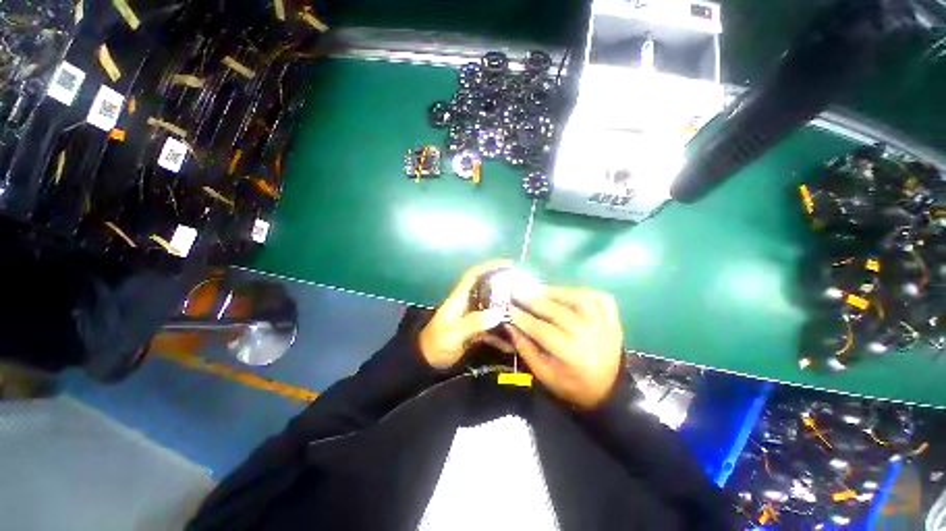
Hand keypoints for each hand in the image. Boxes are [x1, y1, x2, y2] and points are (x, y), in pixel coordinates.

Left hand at [419, 260, 514, 368]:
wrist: (427, 362)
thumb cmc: (437, 343)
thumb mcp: (453, 334)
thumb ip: (473, 323)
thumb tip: (497, 314)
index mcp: (460, 298)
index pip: (474, 275)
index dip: (489, 266)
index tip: (509, 264)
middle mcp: (467, 304)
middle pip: (487, 290)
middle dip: (504, 288)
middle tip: (524, 290)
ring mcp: (472, 317)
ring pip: (492, 309)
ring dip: (506, 312)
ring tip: (525, 315)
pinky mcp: (475, 330)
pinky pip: (491, 328)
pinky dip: (501, 335)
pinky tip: (512, 345)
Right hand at [507, 287, 623, 409]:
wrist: (610, 389)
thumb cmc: (572, 385)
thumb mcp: (544, 375)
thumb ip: (526, 349)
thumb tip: (509, 325)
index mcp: (573, 356)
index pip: (543, 330)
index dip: (524, 318)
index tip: (509, 308)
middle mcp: (591, 337)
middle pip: (559, 312)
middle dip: (534, 301)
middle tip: (518, 293)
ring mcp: (605, 325)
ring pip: (580, 299)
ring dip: (556, 292)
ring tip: (539, 290)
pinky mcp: (613, 320)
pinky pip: (600, 298)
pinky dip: (583, 292)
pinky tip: (567, 293)